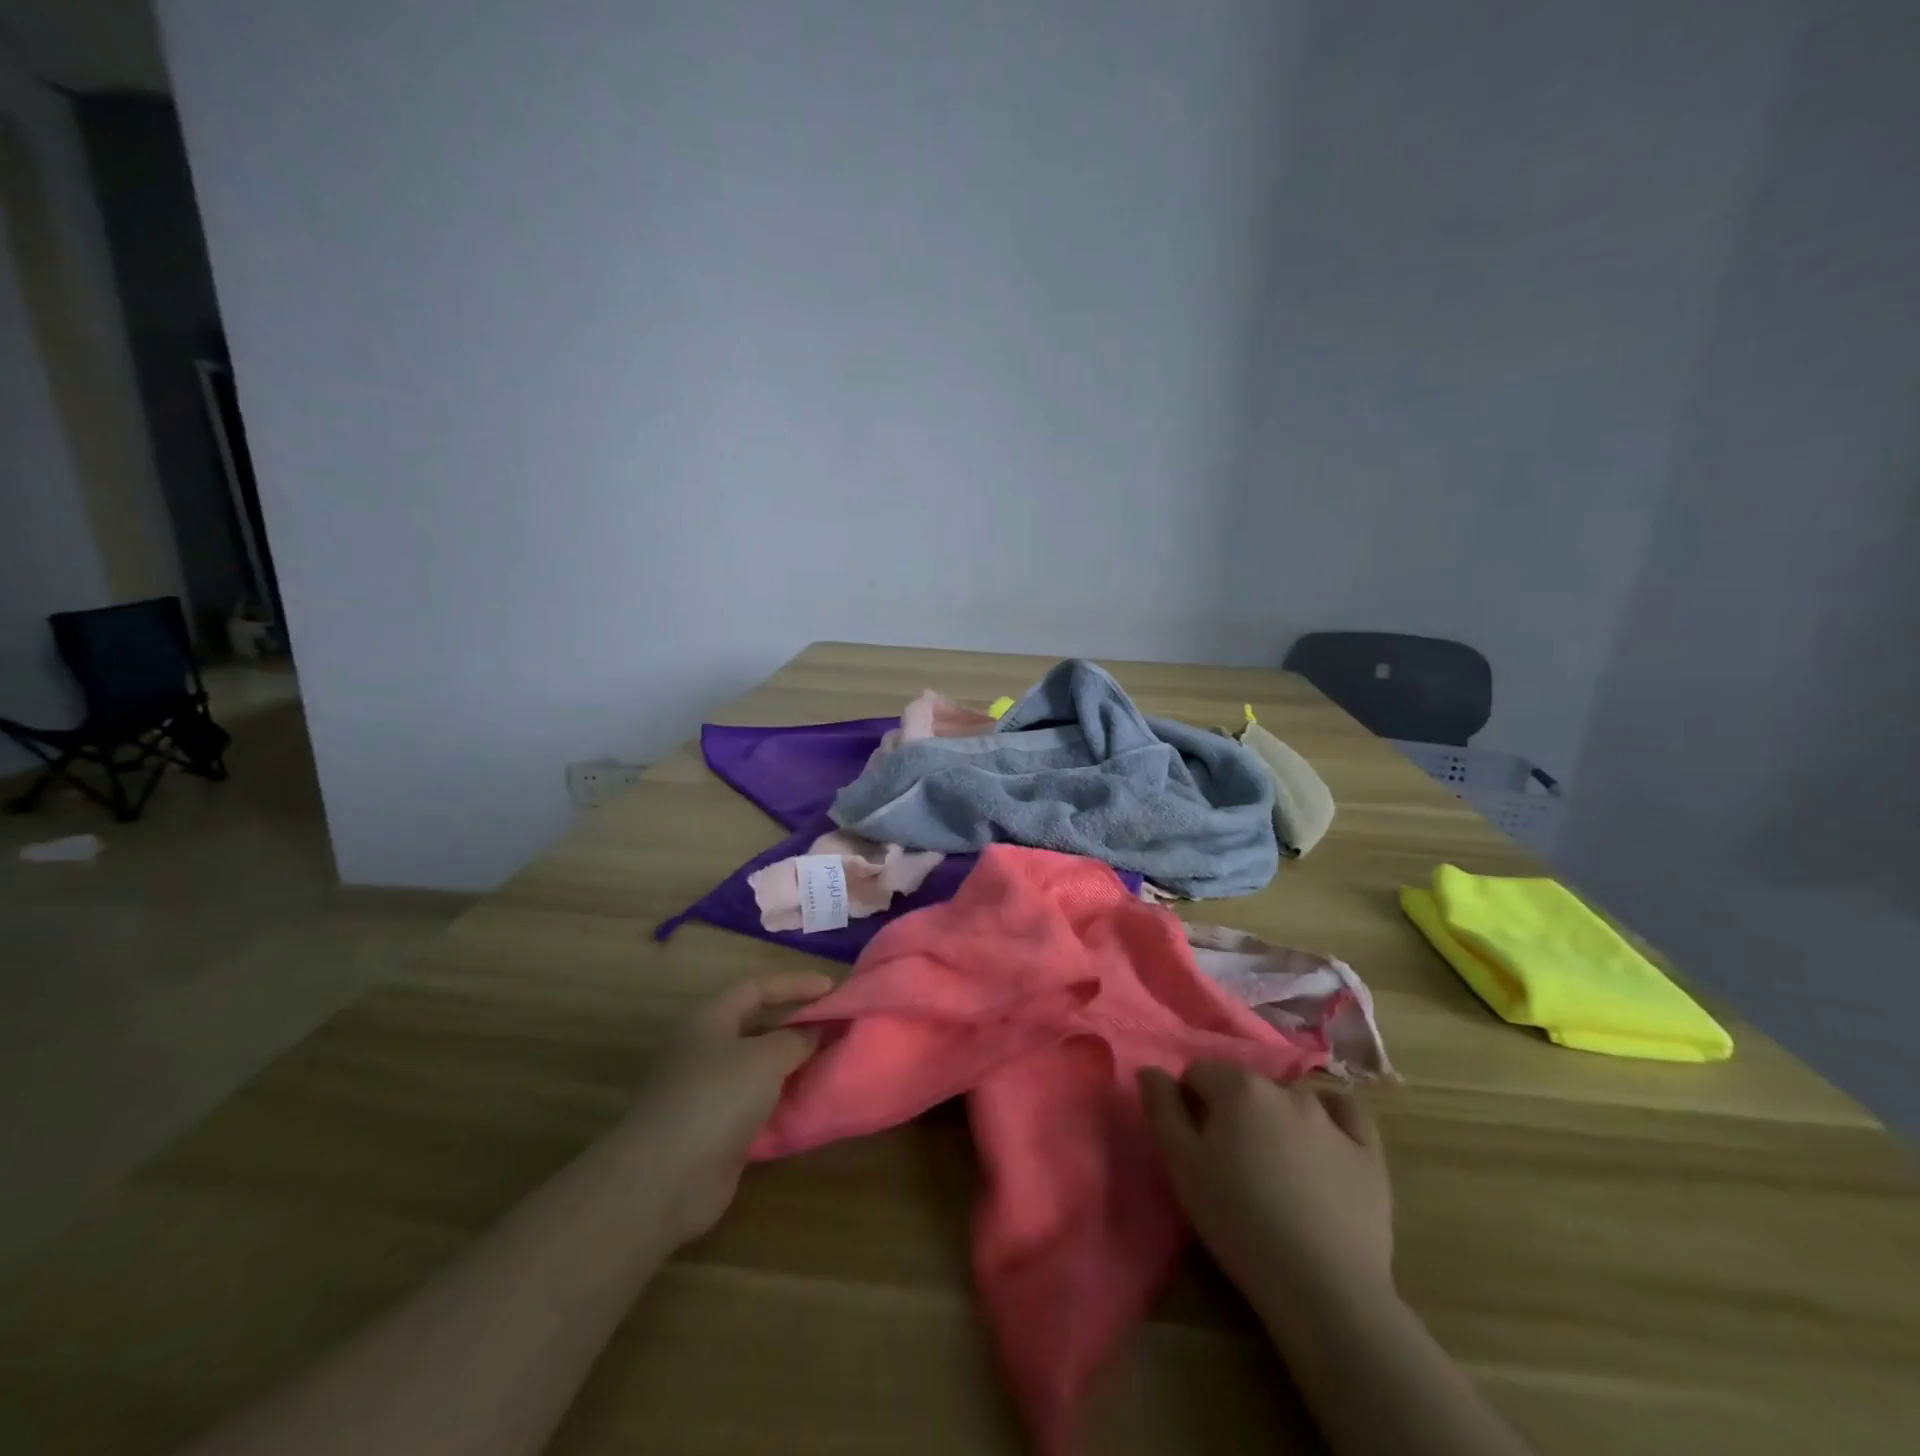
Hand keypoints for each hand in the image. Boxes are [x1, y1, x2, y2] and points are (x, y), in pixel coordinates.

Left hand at [629, 974, 833, 1245]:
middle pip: (758, 1024)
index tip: (834, 988)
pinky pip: (757, 1101)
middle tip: (836, 1023)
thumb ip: (797, 1038)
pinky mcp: (715, 1126)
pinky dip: (782, 1098)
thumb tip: (816, 1030)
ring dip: (792, 1062)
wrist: (665, 1179)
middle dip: (797, 1022)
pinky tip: (810, 1099)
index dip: (796, 983)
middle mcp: (706, 1048)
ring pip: (759, 1065)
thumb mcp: (766, 1058)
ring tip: (831, 1058)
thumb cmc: (716, 1098)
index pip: (758, 987)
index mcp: (710, 1019)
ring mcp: (708, 1089)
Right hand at [1141, 1062, 1392, 1312]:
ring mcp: (1331, 1118)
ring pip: (1291, 1101)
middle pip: (1245, 1087)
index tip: (1193, 1143)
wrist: (1324, 1288)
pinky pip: (1346, 1115)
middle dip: (1232, 1112)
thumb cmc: (1239, 1221)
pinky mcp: (1369, 1151)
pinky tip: (1324, 1143)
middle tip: (1230, 1162)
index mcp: (1238, 1087)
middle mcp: (1285, 1089)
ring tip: (1275, 1169)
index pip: (1199, 1072)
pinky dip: (1331, 1119)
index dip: (1189, 1102)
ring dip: (1276, 1120)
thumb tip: (1151, 1070)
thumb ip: (1161, 1108)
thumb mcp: (1181, 1166)